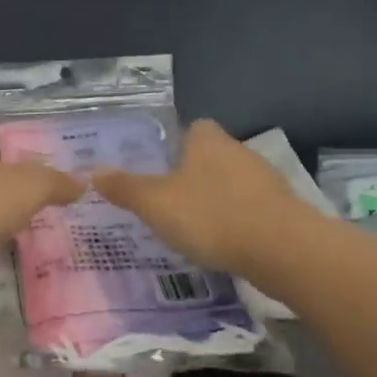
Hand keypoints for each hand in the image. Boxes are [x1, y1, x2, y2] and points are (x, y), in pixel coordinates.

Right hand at [92, 119, 297, 273]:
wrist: (280, 248)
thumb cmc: (210, 215)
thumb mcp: (155, 203)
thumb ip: (125, 188)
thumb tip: (94, 171)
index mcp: (206, 139)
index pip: (190, 129)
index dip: (174, 146)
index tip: (159, 170)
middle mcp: (238, 150)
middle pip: (210, 156)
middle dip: (192, 176)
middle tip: (168, 202)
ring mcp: (264, 179)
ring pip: (231, 184)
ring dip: (215, 200)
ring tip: (193, 229)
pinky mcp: (282, 209)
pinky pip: (249, 209)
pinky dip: (236, 222)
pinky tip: (223, 244)